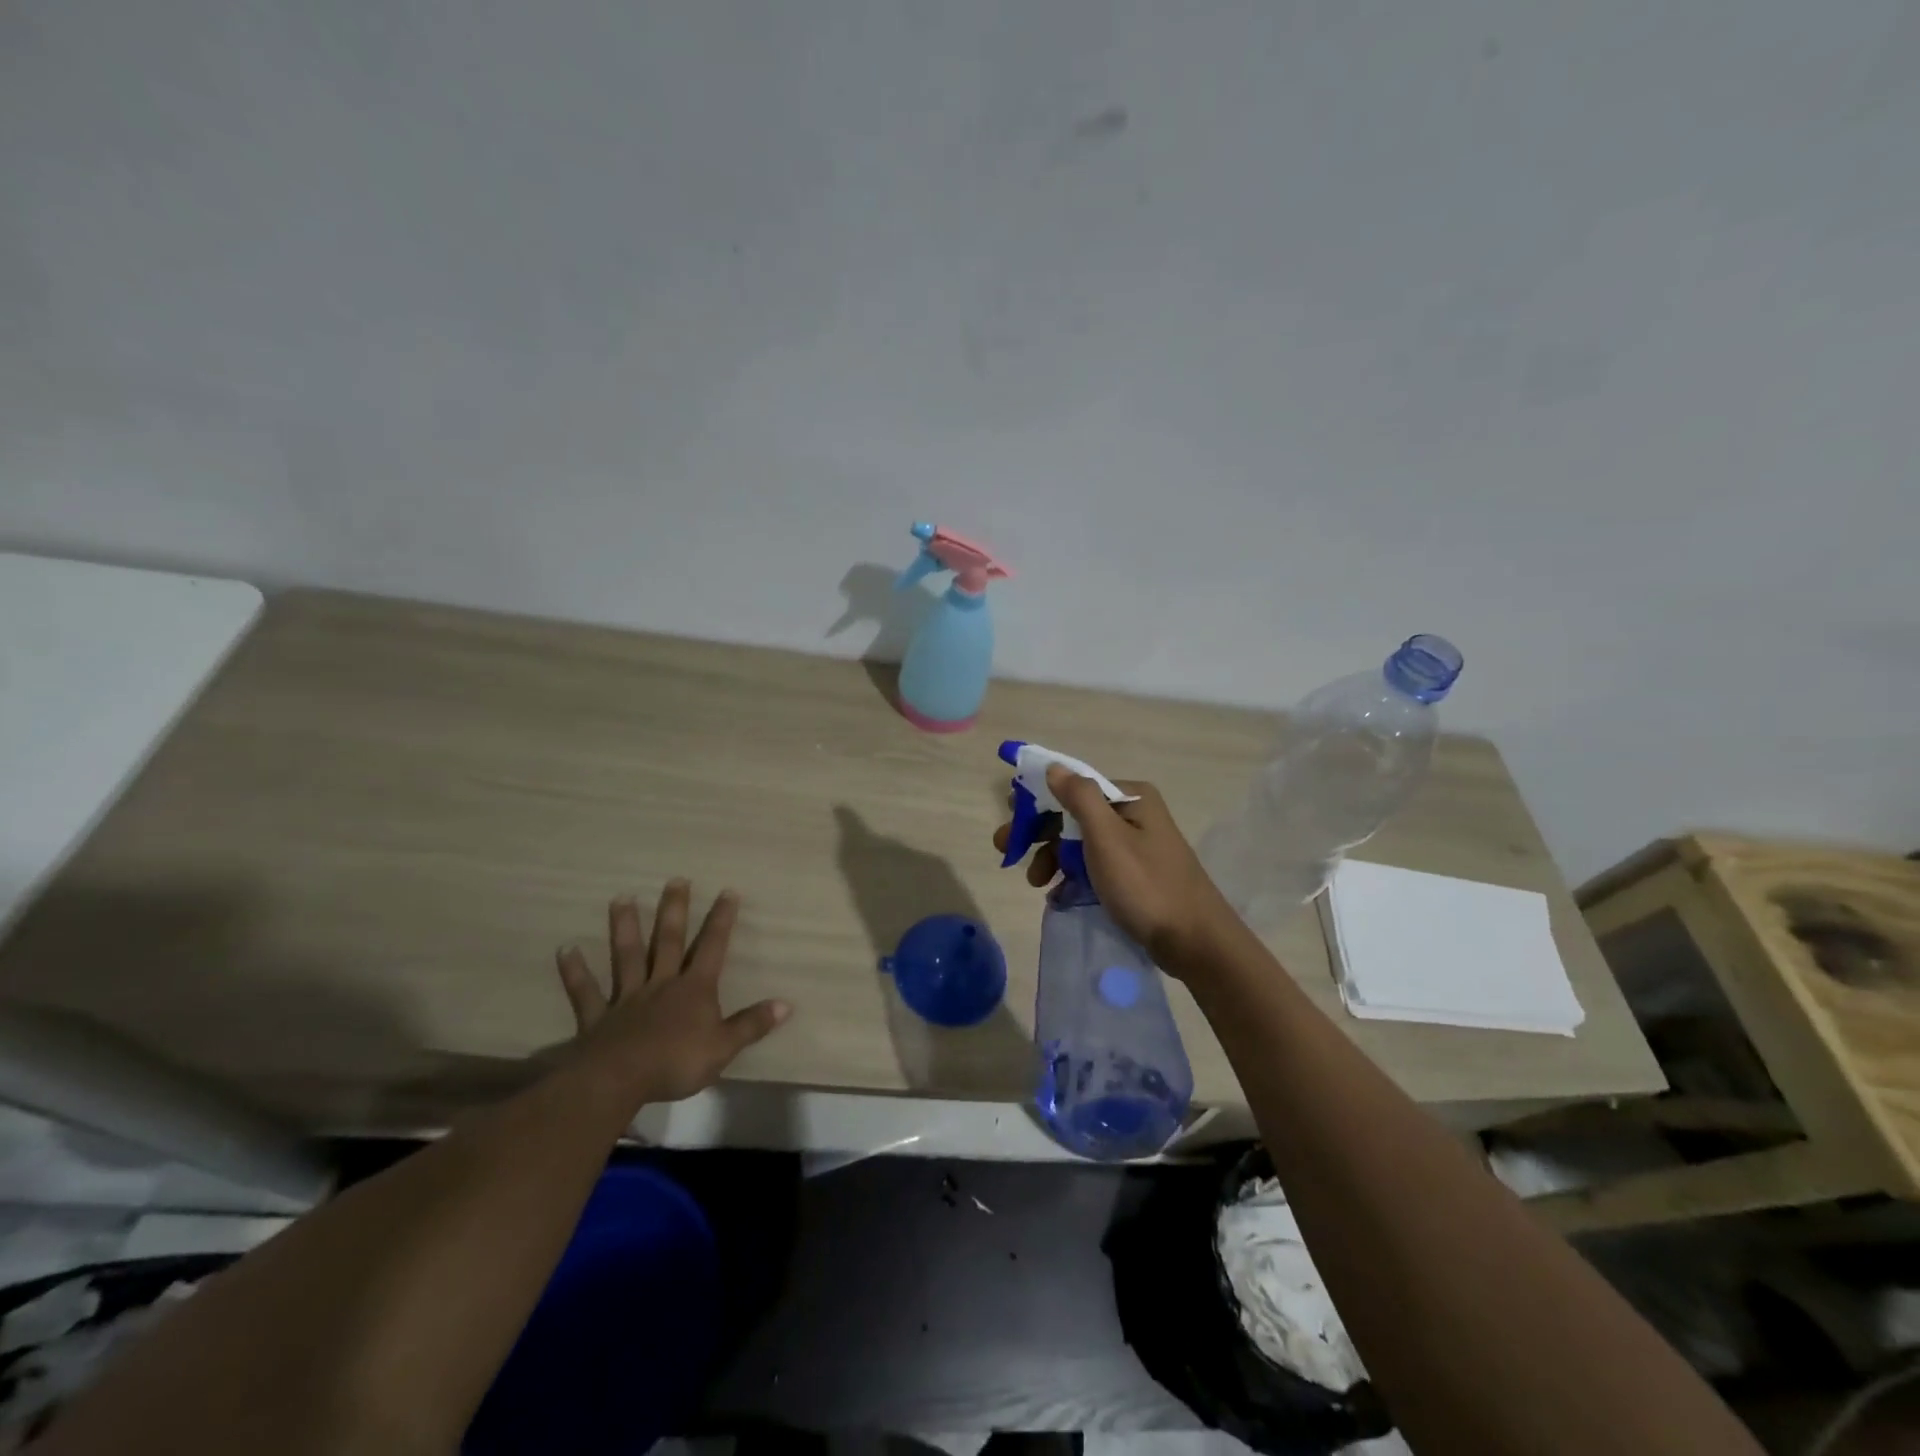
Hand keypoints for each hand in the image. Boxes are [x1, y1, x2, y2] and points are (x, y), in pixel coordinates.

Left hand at [555, 879, 790, 1103]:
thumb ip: (752, 1024)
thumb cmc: (676, 1062)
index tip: (727, 891)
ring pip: (627, 956)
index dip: (721, 920)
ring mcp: (627, 998)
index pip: (712, 947)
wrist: (619, 1080)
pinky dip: (575, 971)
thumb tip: (786, 1004)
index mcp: (694, 989)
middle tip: (675, 880)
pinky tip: (565, 949)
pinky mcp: (598, 1017)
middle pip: (668, 941)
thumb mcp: (724, 1047)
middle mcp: (661, 984)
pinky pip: (585, 992)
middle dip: (674, 910)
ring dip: (624, 927)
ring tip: (620, 898)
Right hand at [992, 765, 1237, 976]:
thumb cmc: (1146, 885)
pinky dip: (1073, 874)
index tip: (1011, 822)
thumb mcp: (1107, 838)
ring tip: (1036, 883)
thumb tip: (1054, 767)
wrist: (1195, 942)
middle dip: (1041, 833)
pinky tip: (1058, 893)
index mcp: (1131, 796)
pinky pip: (1095, 865)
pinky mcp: (1136, 873)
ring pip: (1082, 841)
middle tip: (1008, 852)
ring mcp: (1137, 844)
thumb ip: (1079, 798)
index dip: (1038, 802)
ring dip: (1054, 857)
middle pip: (1075, 814)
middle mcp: (1135, 813)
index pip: (1074, 787)